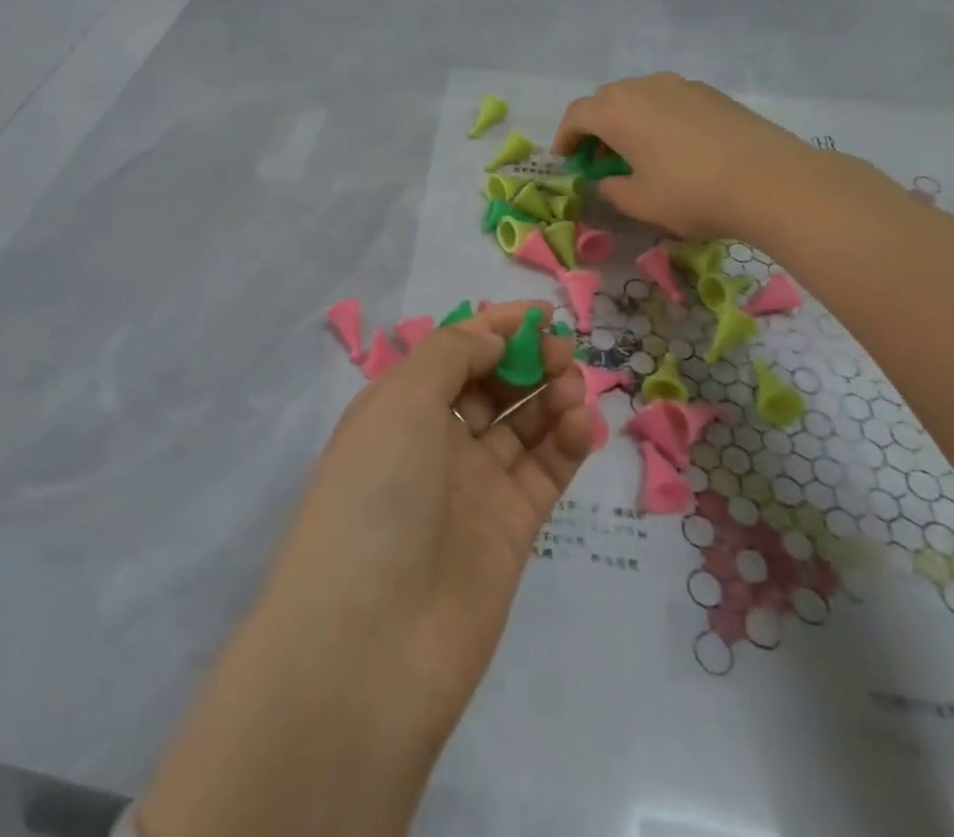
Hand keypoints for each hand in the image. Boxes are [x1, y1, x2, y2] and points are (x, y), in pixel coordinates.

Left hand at [266, 300, 591, 740]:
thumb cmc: (377, 492)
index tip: (543, 312)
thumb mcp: (402, 399)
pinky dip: (567, 441)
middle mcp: (434, 441)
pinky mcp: (510, 531)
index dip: (497, 328)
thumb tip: (494, 332)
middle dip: (528, 359)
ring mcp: (473, 487)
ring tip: (575, 383)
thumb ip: (453, 353)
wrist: (371, 642)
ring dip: (552, 395)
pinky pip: (544, 471)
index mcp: (399, 406)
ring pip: (523, 425)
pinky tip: (582, 421)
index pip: (455, 352)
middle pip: (492, 385)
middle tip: (563, 350)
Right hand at [553, 73, 843, 242]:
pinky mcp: (711, 93)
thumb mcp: (640, 202)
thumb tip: (609, 180)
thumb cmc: (691, 192)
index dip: (565, 138)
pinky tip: (675, 148)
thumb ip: (612, 189)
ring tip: (637, 153)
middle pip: (606, 101)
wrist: (771, 180)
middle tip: (599, 160)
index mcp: (616, 110)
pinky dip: (658, 119)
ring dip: (628, 121)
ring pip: (639, 97)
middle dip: (595, 128)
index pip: (576, 115)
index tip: (566, 161)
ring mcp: (680, 85)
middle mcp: (643, 87)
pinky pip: (669, 100)